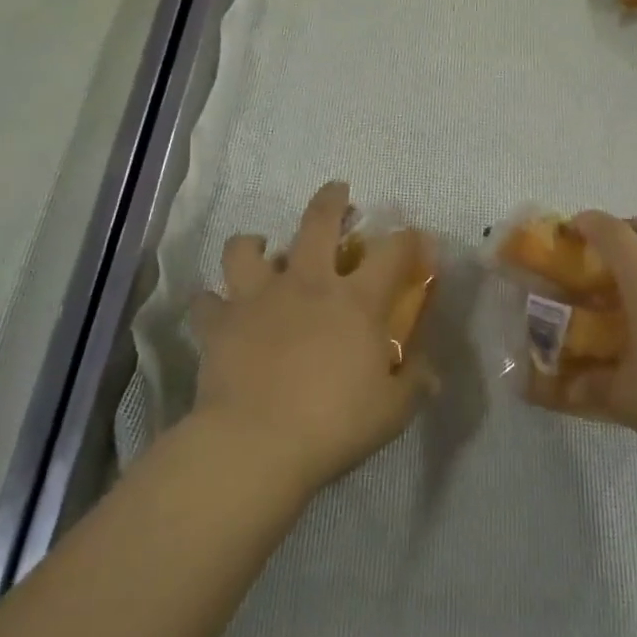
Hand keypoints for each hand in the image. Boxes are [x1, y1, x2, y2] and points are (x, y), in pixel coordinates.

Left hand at [189, 181, 436, 496]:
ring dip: (253, 244)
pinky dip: (213, 303)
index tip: (418, 238)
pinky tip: (219, 310)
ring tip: (259, 249)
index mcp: (355, 300)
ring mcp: (258, 298)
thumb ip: (414, 382)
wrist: (255, 444)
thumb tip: (430, 370)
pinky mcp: (220, 323)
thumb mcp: (392, 410)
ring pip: (246, 248)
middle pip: (318, 222)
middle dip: (330, 199)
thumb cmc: (333, 425)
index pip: (393, 251)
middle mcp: (307, 284)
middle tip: (337, 192)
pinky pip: (206, 301)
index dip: (410, 238)